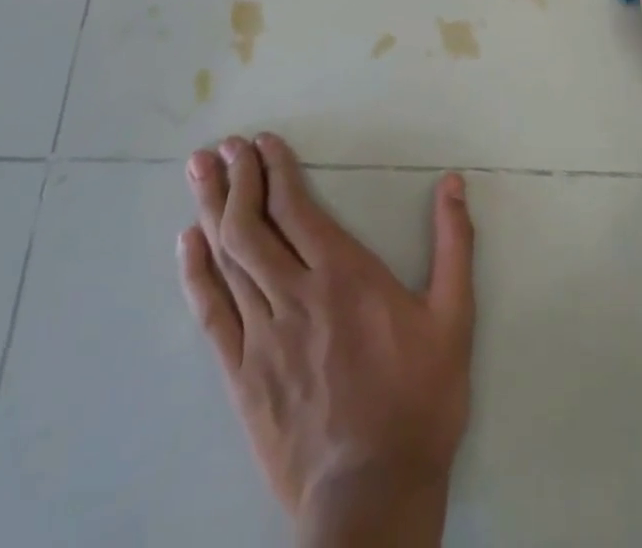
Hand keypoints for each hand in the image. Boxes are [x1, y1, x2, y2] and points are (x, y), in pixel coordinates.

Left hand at [178, 134, 474, 538]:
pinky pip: (211, 314)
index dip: (274, 168)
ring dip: (212, 209)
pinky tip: (187, 242)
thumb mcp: (454, 319)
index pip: (295, 206)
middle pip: (252, 224)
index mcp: (343, 275)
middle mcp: (295, 295)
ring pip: (227, 259)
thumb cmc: (418, 403)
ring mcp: (262, 336)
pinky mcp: (242, 376)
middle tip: (222, 147)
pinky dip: (196, 273)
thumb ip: (454, 245)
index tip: (261, 141)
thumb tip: (453, 182)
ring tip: (198, 173)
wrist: (371, 500)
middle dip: (236, 178)